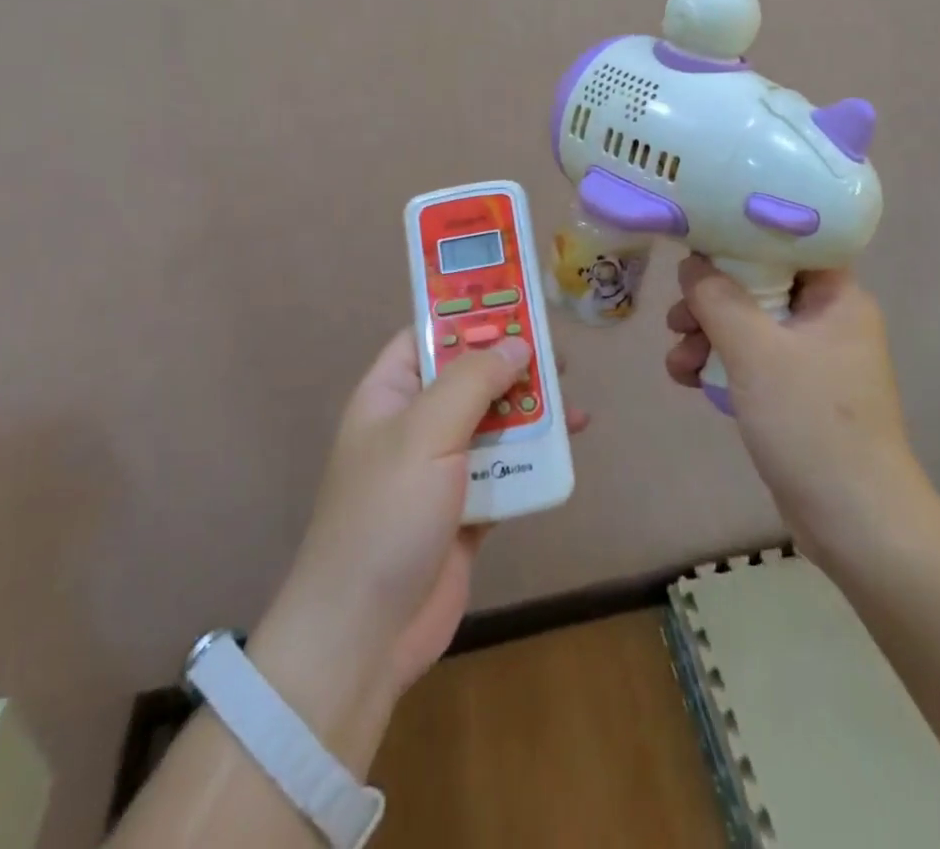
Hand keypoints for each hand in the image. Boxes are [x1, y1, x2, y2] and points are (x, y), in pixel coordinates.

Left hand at [247, 330, 588, 770]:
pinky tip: (568, 449)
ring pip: (494, 424)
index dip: (471, 316)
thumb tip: (517, 344)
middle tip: (560, 359)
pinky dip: (534, 459)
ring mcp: (440, 469)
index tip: (520, 306)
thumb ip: (474, 380)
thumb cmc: (387, 513)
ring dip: (532, 414)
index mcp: (390, 393)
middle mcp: (415, 424)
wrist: (364, 634)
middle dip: (513, 367)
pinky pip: (507, 471)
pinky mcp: (466, 510)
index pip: (430, 335)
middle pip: (470, 378)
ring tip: (575, 405)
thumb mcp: (426, 431)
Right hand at [665, 255, 929, 554]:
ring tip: (678, 363)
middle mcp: (828, 320)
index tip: (696, 247)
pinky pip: (752, 361)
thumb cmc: (810, 421)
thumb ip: (717, 298)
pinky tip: (688, 380)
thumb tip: (692, 263)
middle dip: (710, 302)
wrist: (855, 521)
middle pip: (758, 286)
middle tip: (677, 321)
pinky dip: (720, 365)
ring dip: (707, 337)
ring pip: (749, 326)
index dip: (739, 239)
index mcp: (836, 297)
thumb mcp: (755, 351)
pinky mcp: (797, 393)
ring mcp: (813, 359)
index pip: (786, 243)